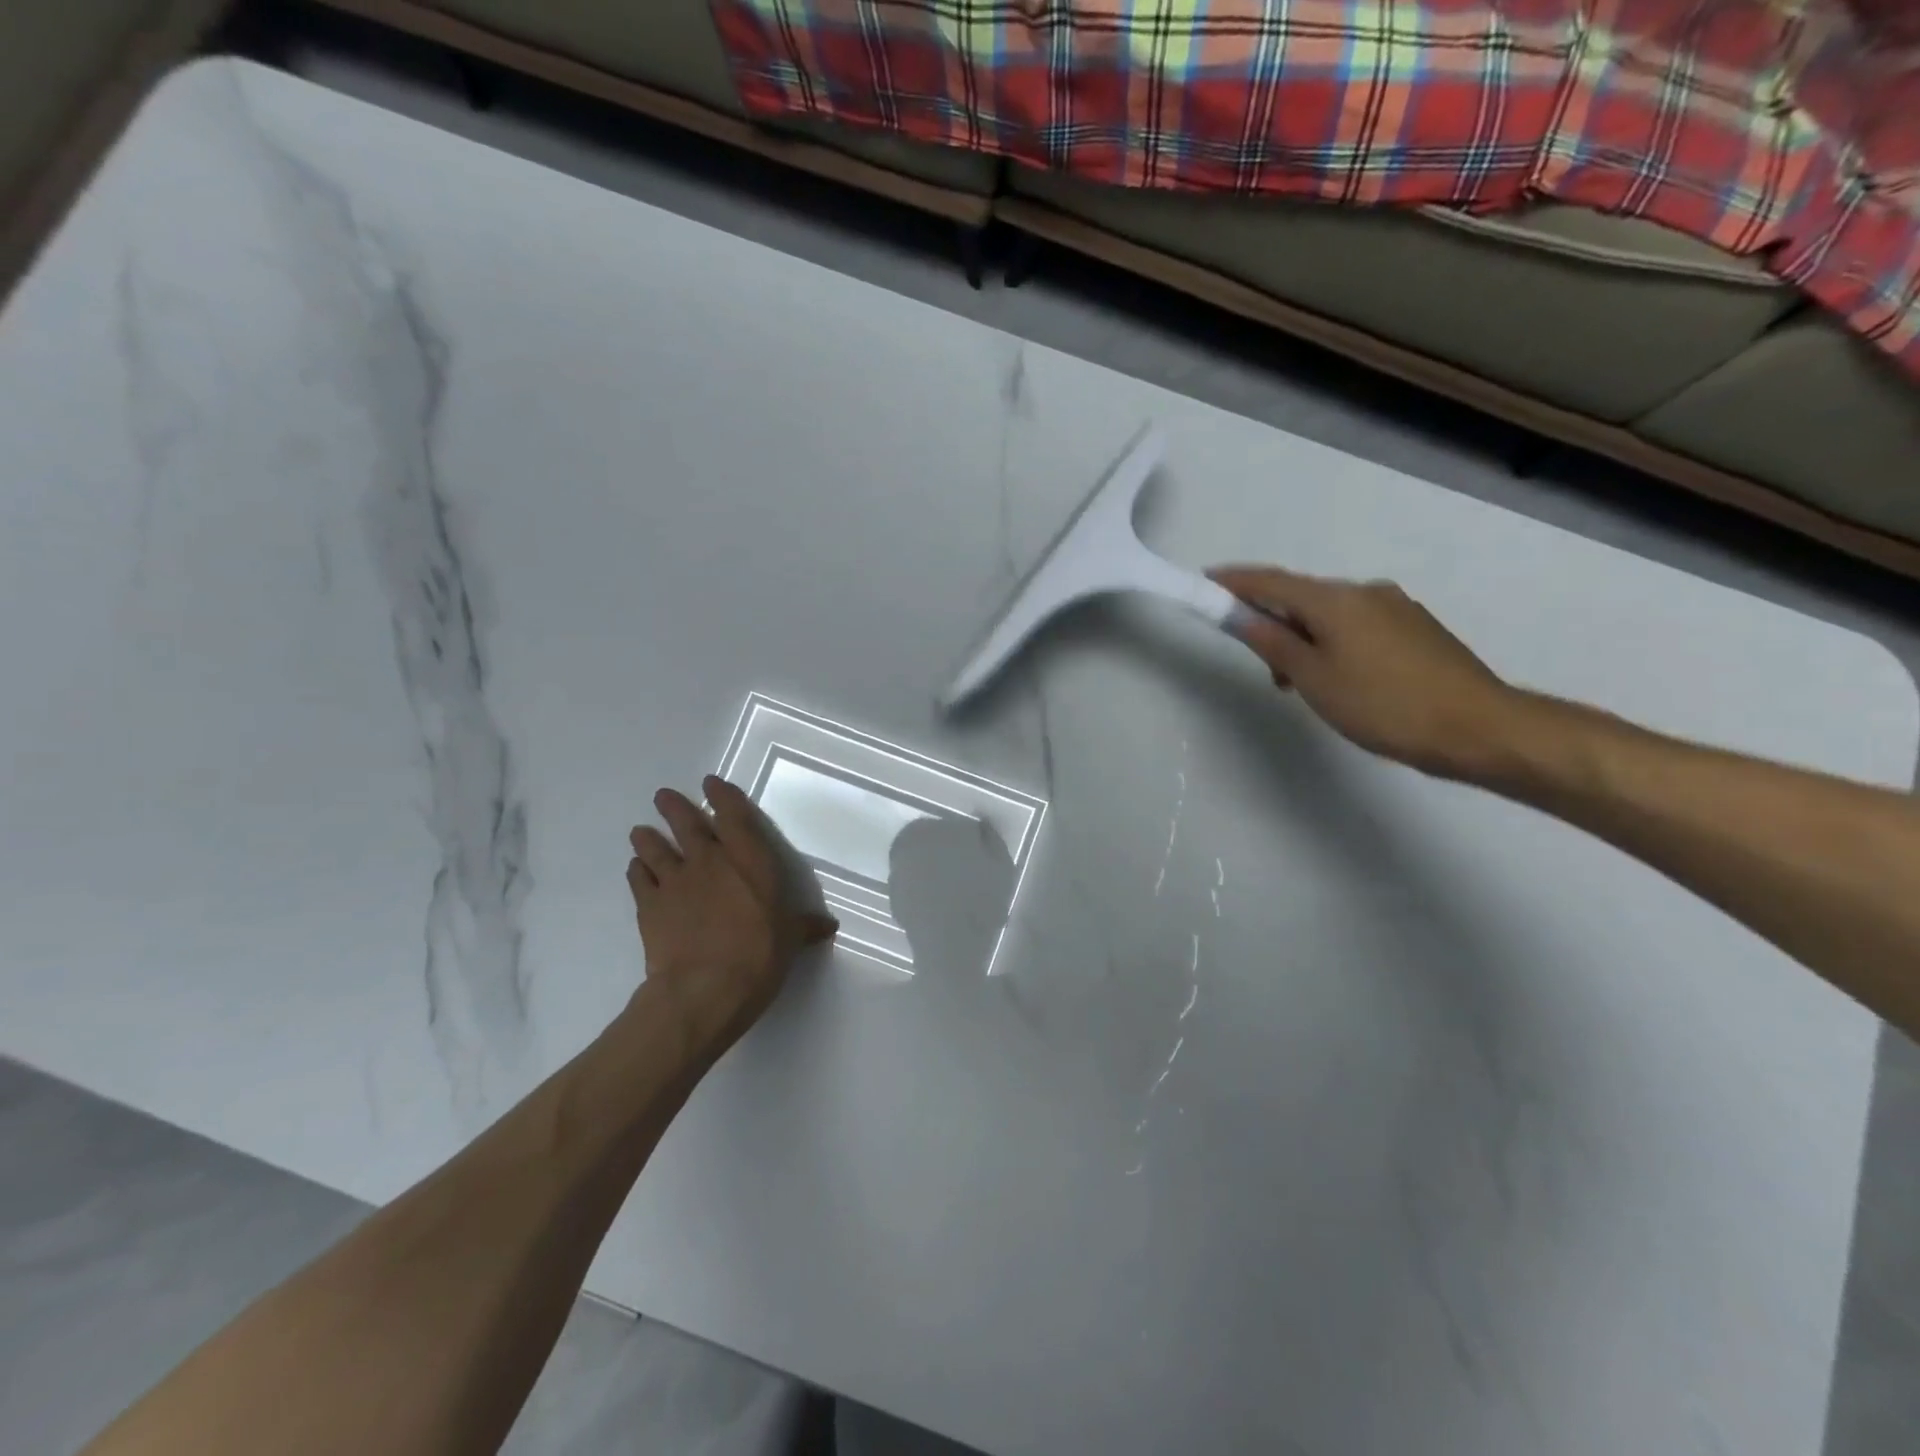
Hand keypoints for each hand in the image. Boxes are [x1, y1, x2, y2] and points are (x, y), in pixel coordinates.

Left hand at [627, 775, 836, 1057]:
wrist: (705, 988)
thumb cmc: (759, 956)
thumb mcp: (791, 941)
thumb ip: (805, 927)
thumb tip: (827, 926)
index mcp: (749, 860)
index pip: (734, 815)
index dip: (722, 795)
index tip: (711, 783)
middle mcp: (710, 860)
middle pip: (687, 822)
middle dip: (675, 807)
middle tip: (664, 796)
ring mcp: (675, 880)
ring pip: (654, 846)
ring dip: (647, 837)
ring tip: (641, 831)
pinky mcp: (649, 905)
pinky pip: (638, 879)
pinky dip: (637, 871)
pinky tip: (636, 870)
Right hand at [1209, 566, 1522, 780]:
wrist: (1478, 727)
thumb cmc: (1383, 704)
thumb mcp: (1314, 678)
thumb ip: (1273, 643)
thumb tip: (1241, 615)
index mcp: (1336, 600)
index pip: (1271, 582)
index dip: (1235, 582)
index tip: (1205, 581)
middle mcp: (1366, 592)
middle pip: (1302, 598)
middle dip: (1272, 622)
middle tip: (1265, 669)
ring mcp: (1396, 608)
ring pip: (1331, 615)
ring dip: (1305, 639)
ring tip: (1303, 685)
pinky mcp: (1416, 629)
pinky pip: (1358, 626)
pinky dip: (1334, 644)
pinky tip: (1341, 680)